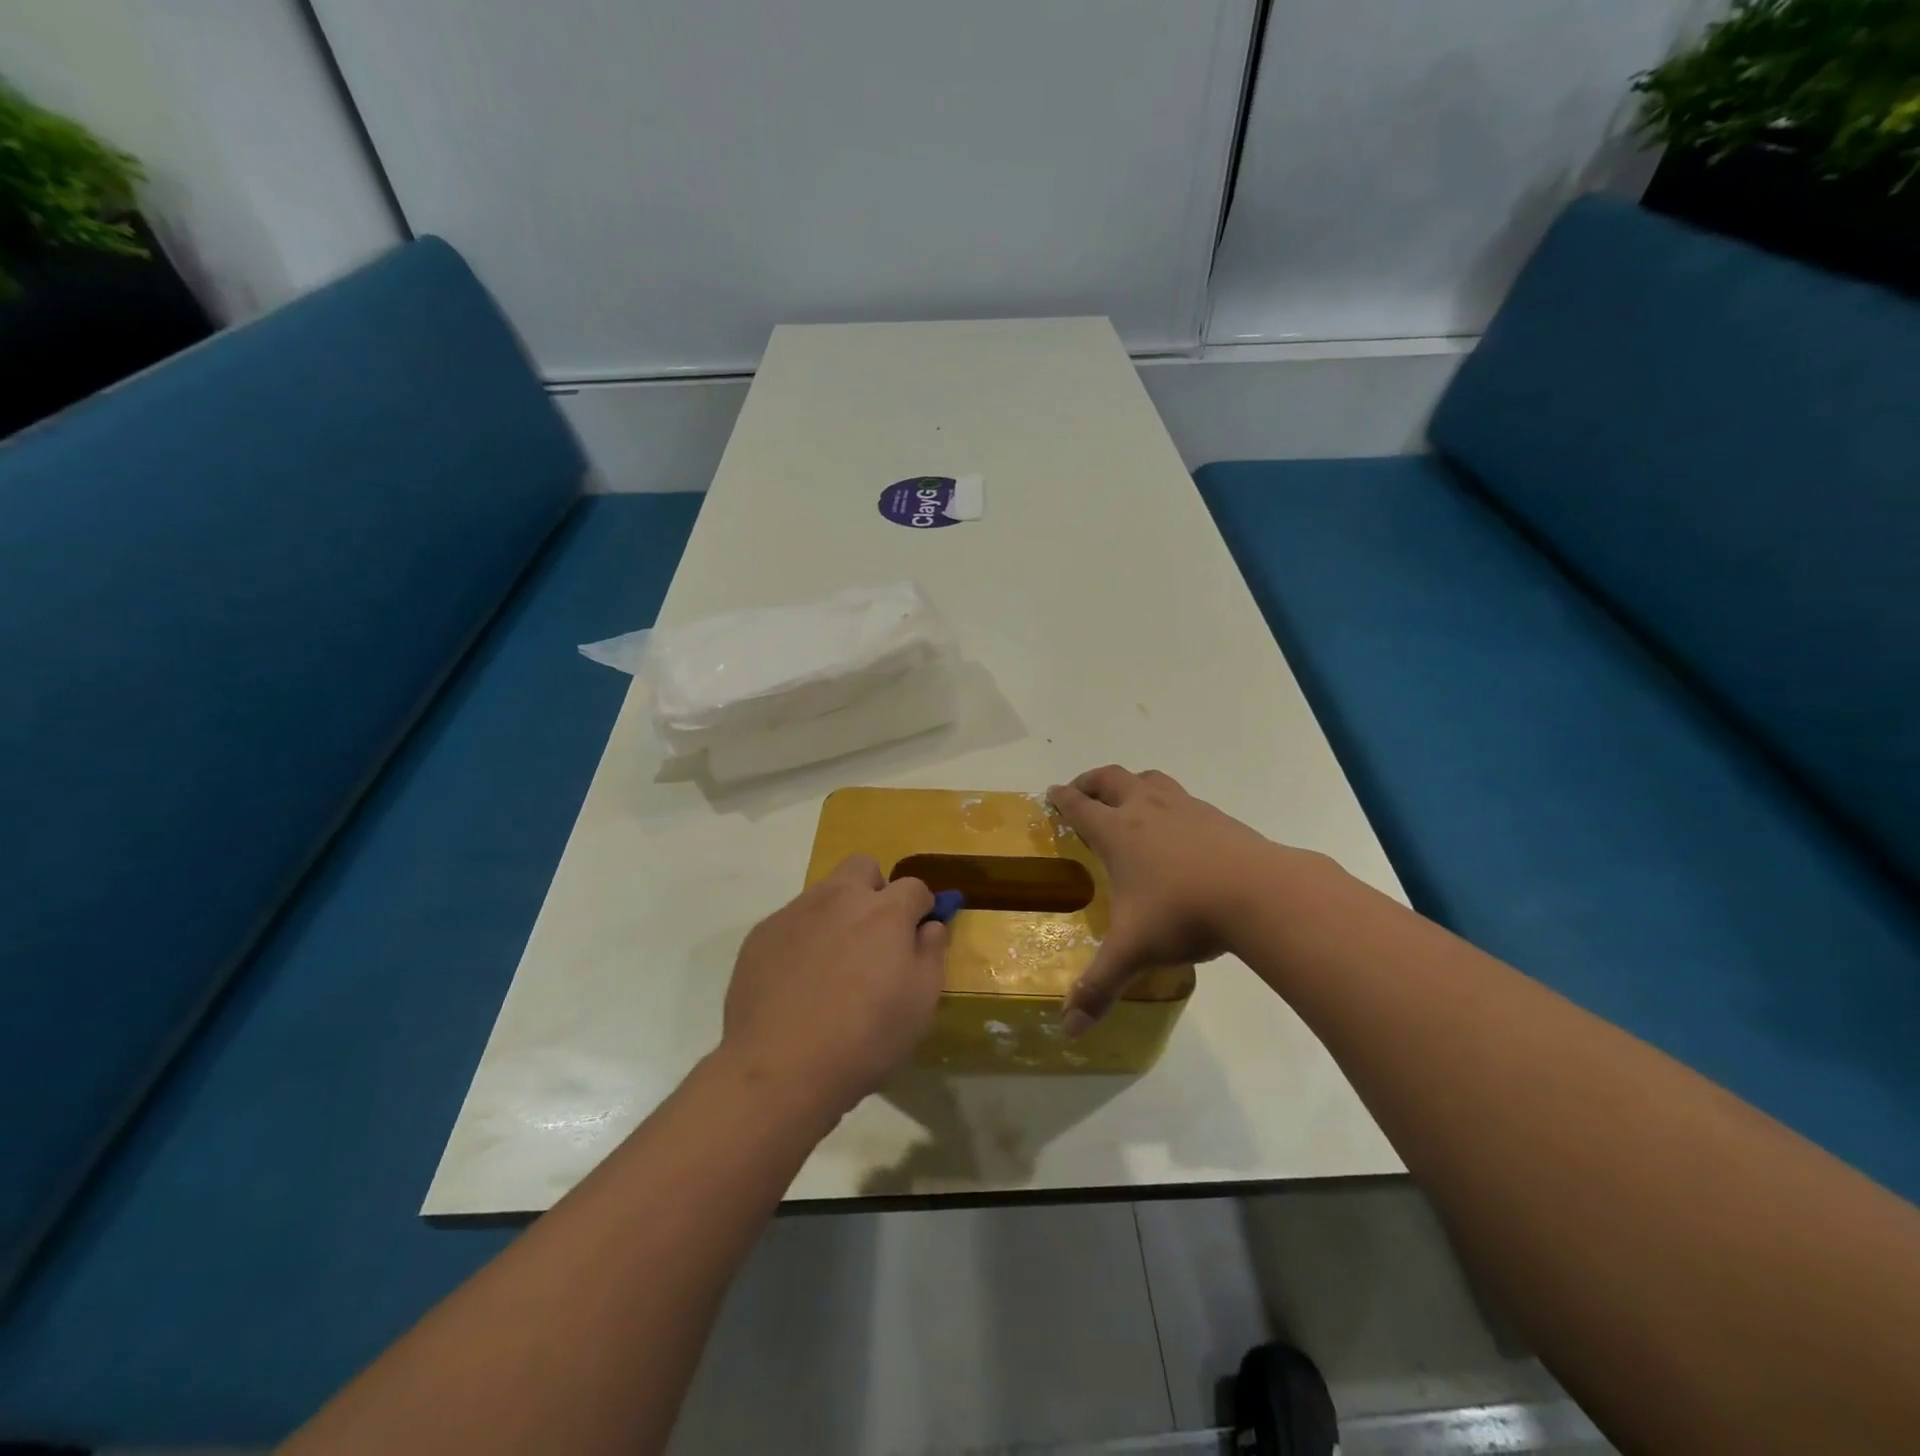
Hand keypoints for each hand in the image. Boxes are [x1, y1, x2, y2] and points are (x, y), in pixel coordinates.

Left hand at [720, 855, 948, 1114]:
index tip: (917, 935)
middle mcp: (839, 897)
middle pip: (863, 867)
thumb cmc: (865, 1038)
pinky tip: (798, 982)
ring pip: (824, 893)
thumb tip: (930, 925)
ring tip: (833, 966)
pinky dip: (803, 939)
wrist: (779, 1069)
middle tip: (875, 935)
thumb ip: (931, 953)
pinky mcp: (761, 934)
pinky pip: (792, 922)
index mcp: (884, 911)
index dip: (921, 908)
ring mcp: (795, 912)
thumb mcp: (920, 1003)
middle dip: (875, 890)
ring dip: (837, 914)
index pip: (914, 886)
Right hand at [1049, 766, 1288, 1032]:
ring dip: (1130, 784)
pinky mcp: (1217, 816)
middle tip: (1081, 792)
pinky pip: (1183, 798)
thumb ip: (1099, 987)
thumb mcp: (1134, 951)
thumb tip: (1069, 1029)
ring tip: (1127, 800)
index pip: (1080, 806)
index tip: (1052, 793)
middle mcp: (1147, 809)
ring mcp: (1185, 808)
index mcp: (1118, 832)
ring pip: (1149, 779)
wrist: (1260, 893)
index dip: (1062, 798)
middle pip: (1111, 778)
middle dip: (1091, 782)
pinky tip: (1178, 830)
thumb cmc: (1183, 913)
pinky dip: (1168, 803)